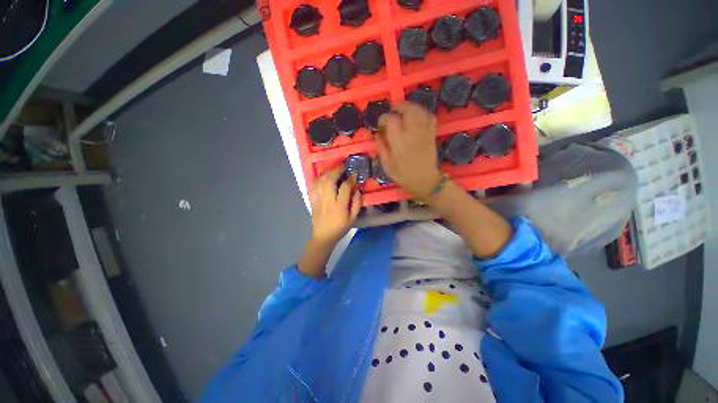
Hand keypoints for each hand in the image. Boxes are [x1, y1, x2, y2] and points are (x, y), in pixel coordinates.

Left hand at [308, 165, 361, 246]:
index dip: (350, 178)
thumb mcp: (353, 218)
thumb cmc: (340, 228)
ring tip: (335, 169)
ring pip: (321, 181)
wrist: (323, 236)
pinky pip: (314, 185)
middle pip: (330, 180)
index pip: (345, 187)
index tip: (354, 173)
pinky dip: (319, 178)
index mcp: (339, 206)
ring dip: (328, 172)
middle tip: (343, 166)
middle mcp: (327, 200)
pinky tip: (324, 176)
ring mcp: (318, 199)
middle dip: (337, 170)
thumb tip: (358, 189)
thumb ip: (357, 203)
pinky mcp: (312, 200)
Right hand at [376, 102, 442, 198]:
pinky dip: (424, 112)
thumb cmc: (404, 176)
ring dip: (411, 106)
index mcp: (399, 142)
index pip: (391, 120)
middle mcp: (412, 134)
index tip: (381, 124)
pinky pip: (431, 117)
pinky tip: (417, 115)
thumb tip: (376, 134)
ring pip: (420, 110)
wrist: (425, 181)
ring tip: (403, 110)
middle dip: (399, 106)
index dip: (384, 118)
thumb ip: (381, 148)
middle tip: (392, 109)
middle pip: (408, 110)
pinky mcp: (432, 134)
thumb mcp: (387, 166)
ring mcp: (424, 132)